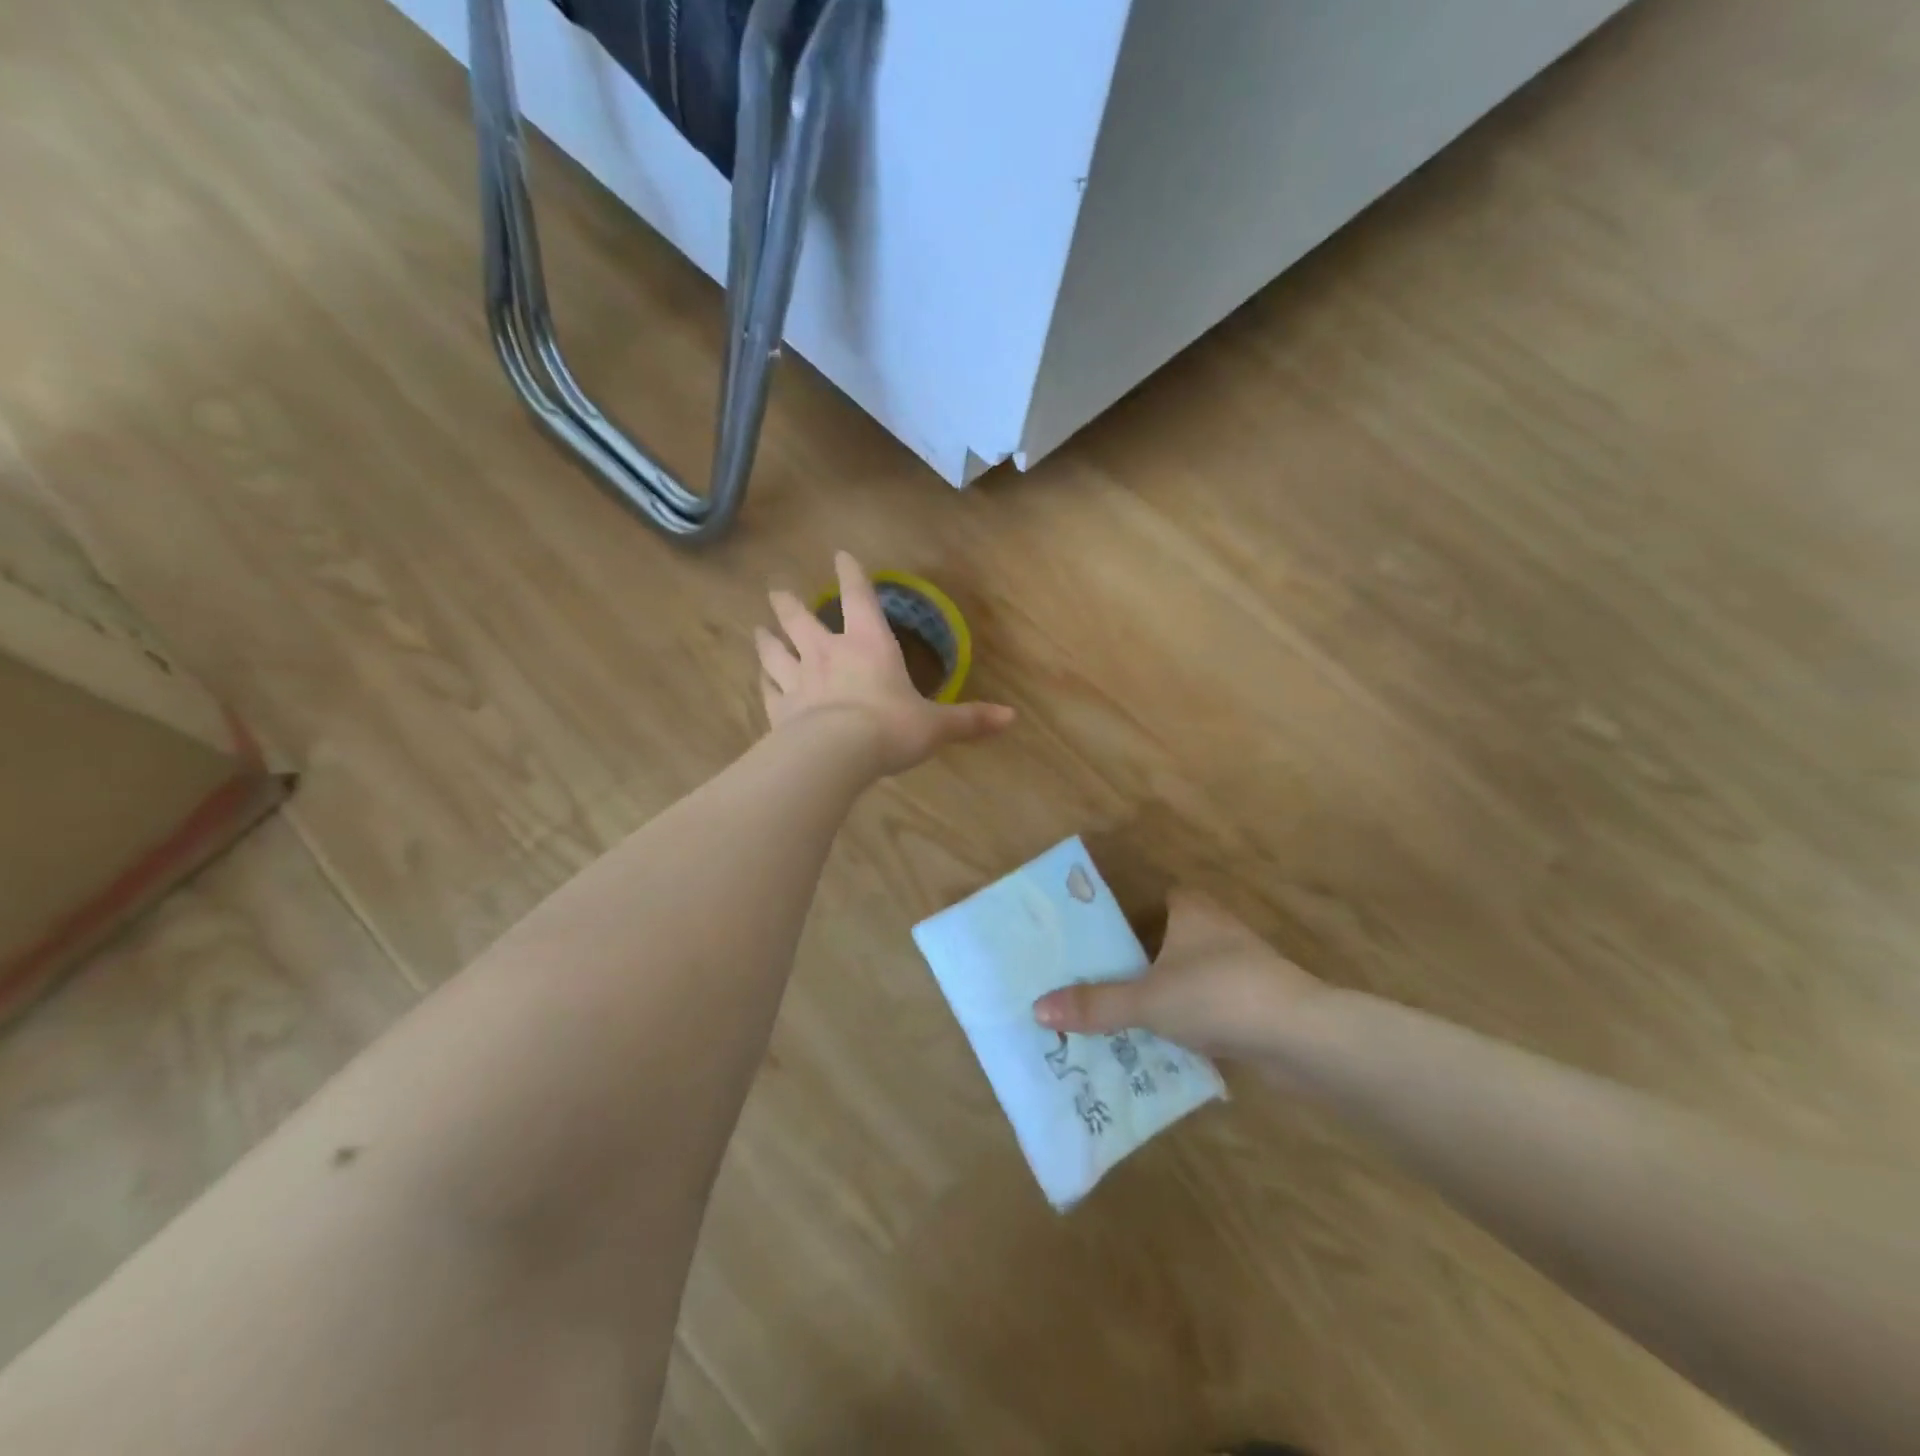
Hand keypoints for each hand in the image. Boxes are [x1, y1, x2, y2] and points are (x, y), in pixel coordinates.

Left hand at [757, 552, 1014, 775]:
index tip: (840, 555)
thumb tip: (1012, 717)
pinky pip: (767, 689)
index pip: (858, 597)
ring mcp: (798, 680)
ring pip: (775, 651)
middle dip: (789, 603)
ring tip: (758, 629)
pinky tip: (759, 680)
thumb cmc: (890, 728)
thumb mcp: (936, 726)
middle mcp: (828, 653)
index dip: (850, 574)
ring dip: (766, 639)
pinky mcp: (778, 709)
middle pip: (800, 619)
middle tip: (776, 590)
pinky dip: (762, 682)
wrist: (835, 755)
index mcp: (869, 644)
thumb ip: (970, 719)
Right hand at [1032, 889, 1324, 1060]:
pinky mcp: (1257, 1002)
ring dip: (1166, 992)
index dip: (1129, 914)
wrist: (1300, 1037)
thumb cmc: (1217, 995)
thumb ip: (1095, 1004)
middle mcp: (1217, 929)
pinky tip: (1167, 1042)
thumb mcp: (1146, 1000)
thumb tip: (1037, 1008)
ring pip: (1190, 974)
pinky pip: (1210, 1005)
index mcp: (1191, 910)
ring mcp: (1242, 966)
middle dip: (1141, 960)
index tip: (1100, 939)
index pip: (1156, 899)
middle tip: (1101, 981)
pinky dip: (1190, 1019)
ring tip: (1124, 1016)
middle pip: (1170, 938)